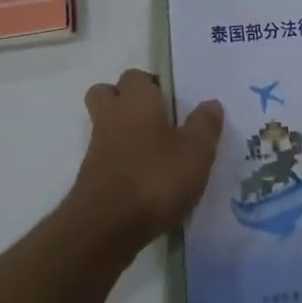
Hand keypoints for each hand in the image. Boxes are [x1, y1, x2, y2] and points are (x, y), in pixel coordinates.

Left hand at [68, 69, 222, 255]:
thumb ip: (205, 125)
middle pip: (108, 94)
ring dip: (124, 133)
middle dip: (126, 101)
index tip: (172, 102)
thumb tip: (211, 103)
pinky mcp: (90, 176)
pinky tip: (144, 180)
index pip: (136, 76)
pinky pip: (106, 157)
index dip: (152, 84)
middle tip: (156, 119)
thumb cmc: (156, 178)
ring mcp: (97, 147)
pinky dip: (121, 162)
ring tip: (155, 153)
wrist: (106, 226)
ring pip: (105, 125)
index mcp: (137, 100)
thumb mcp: (196, 152)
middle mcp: (112, 116)